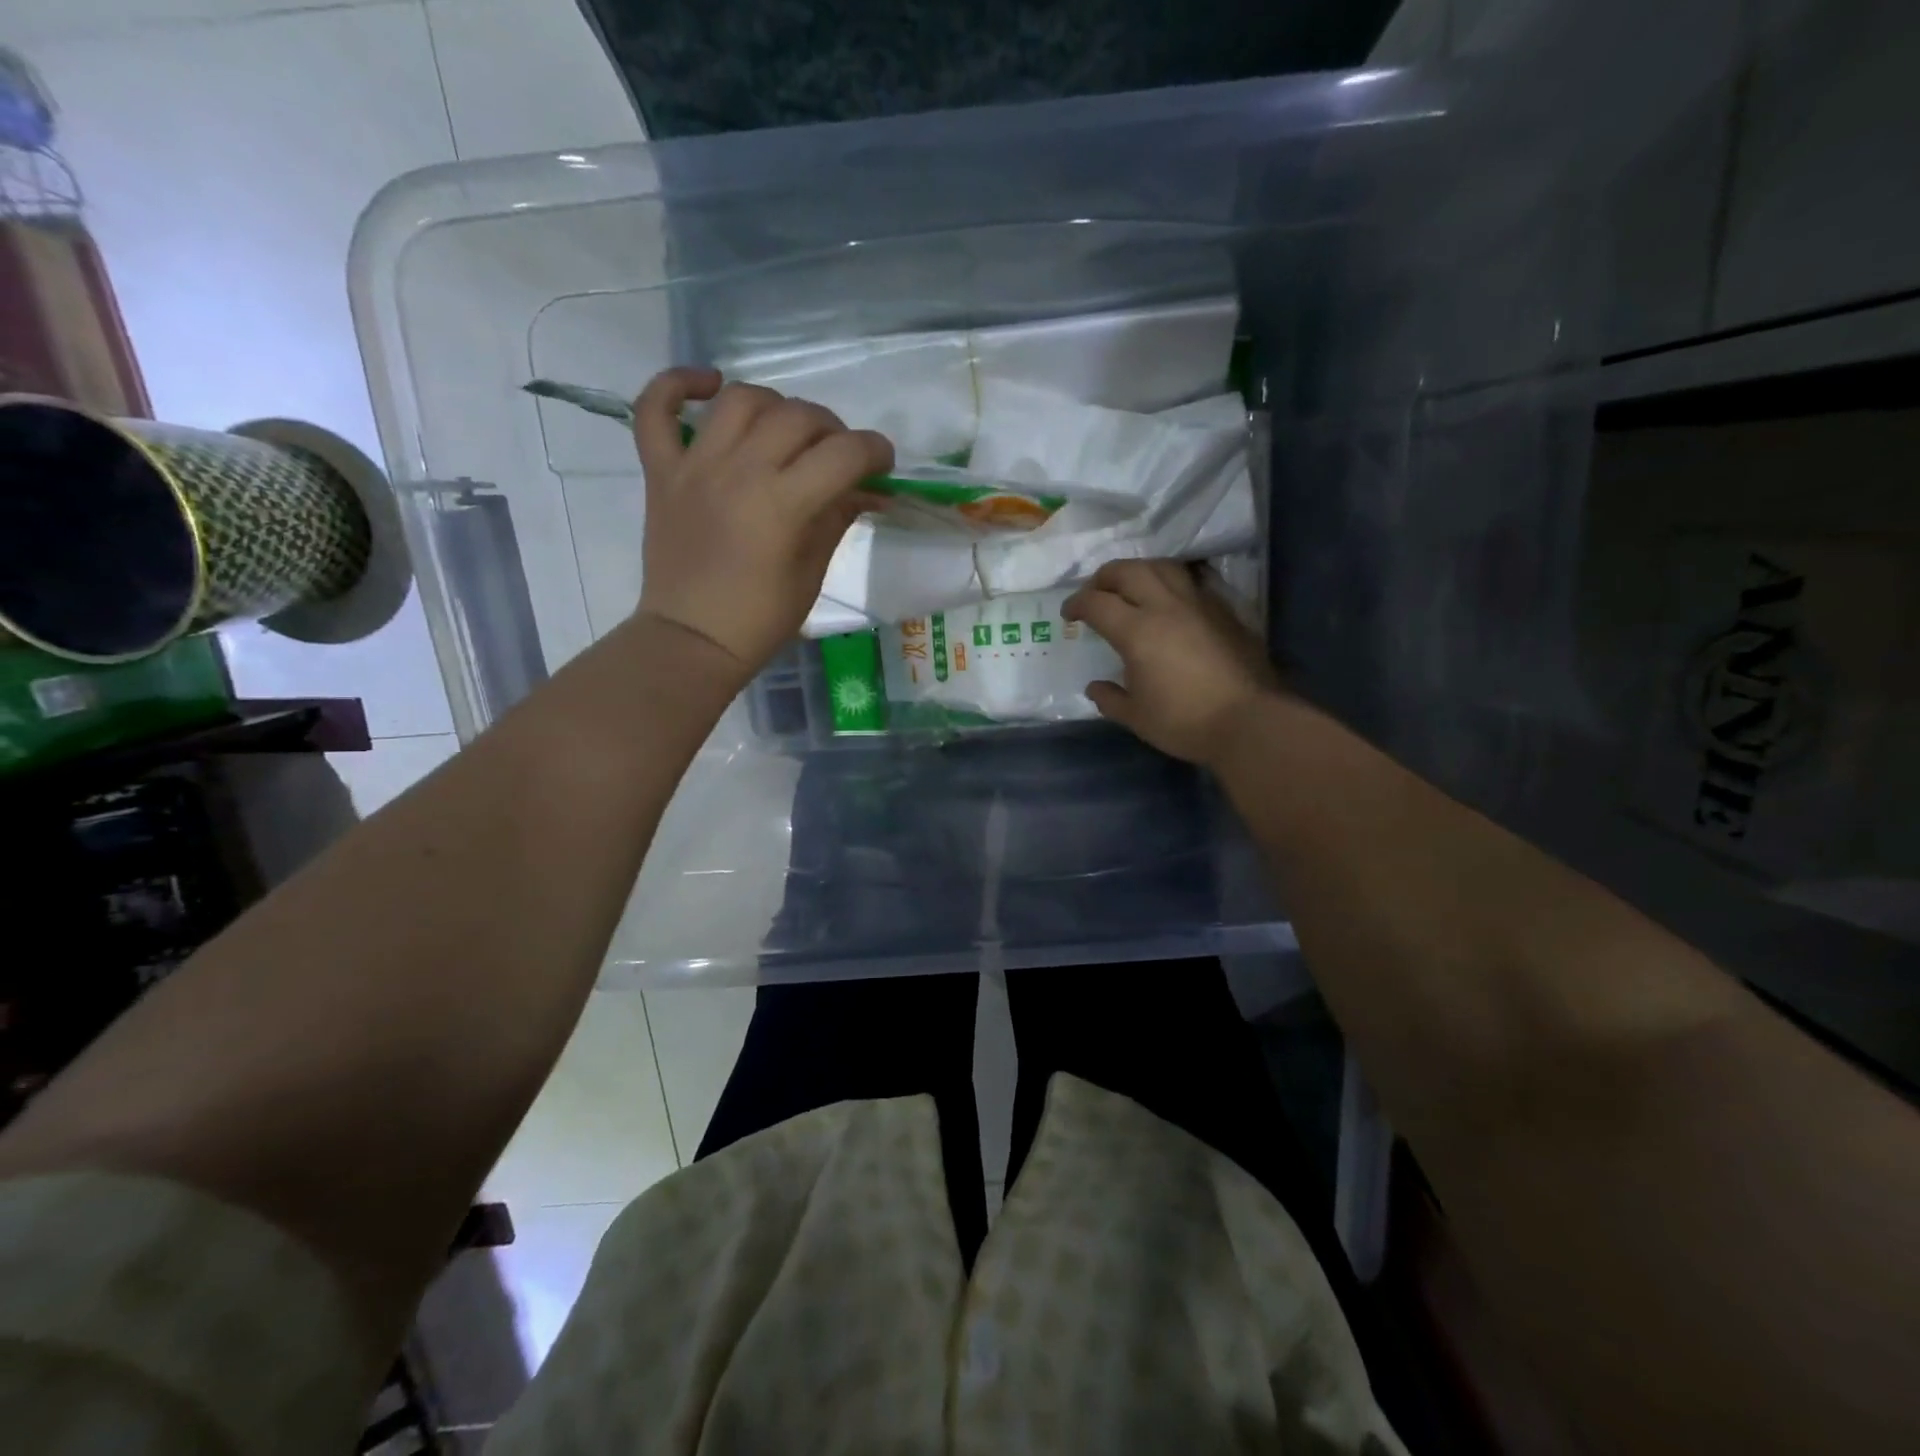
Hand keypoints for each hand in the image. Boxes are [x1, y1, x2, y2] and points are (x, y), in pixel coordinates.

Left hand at [632, 367, 891, 676]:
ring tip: (784, 430)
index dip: (875, 451)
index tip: (882, 465)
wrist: (692, 639)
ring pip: (740, 400)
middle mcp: (739, 471)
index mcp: (783, 505)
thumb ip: (836, 519)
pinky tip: (709, 386)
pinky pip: (653, 409)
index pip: (844, 453)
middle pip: (797, 416)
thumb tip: (865, 489)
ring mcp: (694, 466)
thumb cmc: (761, 618)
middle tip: (838, 456)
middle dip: (833, 429)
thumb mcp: (812, 572)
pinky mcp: (661, 471)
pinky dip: (677, 385)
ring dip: (775, 405)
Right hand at [1062, 559, 1279, 765]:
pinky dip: (1170, 582)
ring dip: (1139, 571)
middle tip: (1095, 593)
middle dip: (1104, 578)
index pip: (1097, 603)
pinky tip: (1169, 601)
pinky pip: (1191, 581)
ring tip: (1131, 588)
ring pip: (1162, 567)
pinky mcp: (1223, 610)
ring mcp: (1198, 604)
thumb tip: (1095, 688)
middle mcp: (1165, 607)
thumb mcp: (1137, 717)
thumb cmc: (1185, 722)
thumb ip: (1110, 699)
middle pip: (1128, 571)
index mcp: (1137, 632)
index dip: (1076, 604)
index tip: (1068, 615)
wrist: (1249, 721)